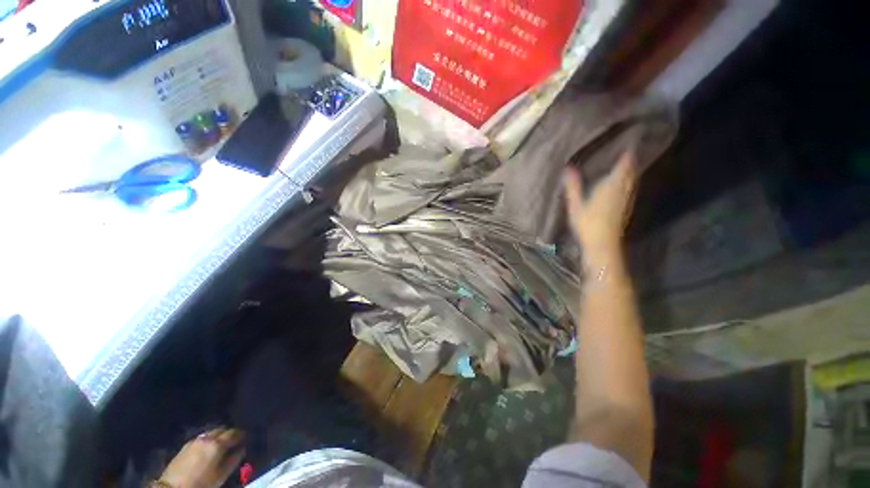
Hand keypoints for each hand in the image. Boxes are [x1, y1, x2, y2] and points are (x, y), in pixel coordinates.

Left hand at [158, 427, 245, 487]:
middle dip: (231, 433)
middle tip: (236, 439)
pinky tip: (210, 446)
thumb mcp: (221, 475)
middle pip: (223, 429)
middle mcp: (208, 437)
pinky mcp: (187, 444)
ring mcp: (196, 440)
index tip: (246, 437)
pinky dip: (210, 438)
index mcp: (218, 443)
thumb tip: (242, 448)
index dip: (242, 434)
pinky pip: (204, 436)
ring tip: (223, 442)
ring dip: (220, 434)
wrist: (172, 487)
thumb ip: (234, 460)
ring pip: (213, 431)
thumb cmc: (201, 483)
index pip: (235, 433)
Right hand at [563, 151, 637, 261]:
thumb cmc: (588, 223)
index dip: (627, 155)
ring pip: (632, 181)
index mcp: (611, 186)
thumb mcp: (576, 205)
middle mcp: (623, 191)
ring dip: (631, 172)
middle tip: (628, 151)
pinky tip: (624, 185)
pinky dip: (629, 183)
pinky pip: (630, 190)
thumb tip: (568, 168)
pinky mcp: (626, 209)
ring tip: (627, 164)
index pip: (624, 166)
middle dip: (630, 162)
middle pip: (630, 172)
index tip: (629, 143)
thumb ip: (573, 187)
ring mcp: (626, 200)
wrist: (603, 244)